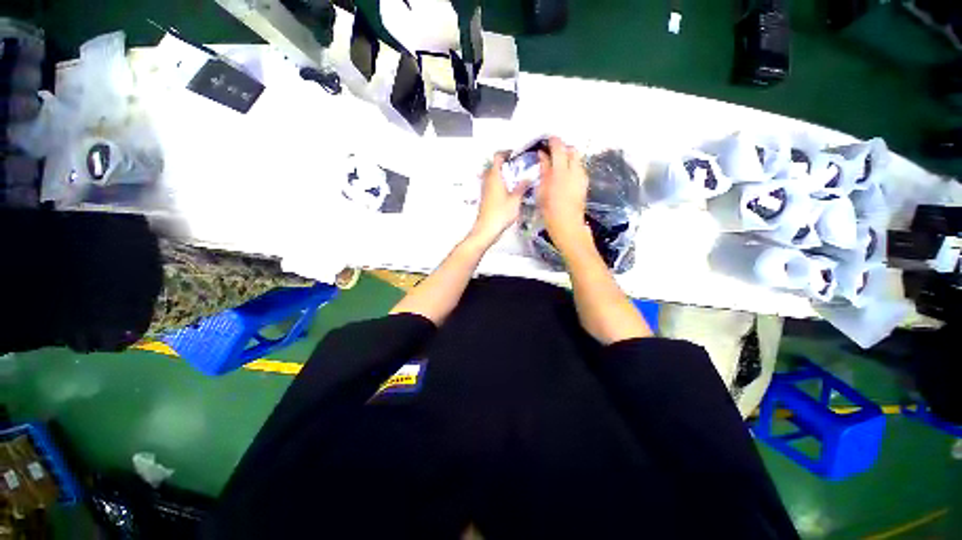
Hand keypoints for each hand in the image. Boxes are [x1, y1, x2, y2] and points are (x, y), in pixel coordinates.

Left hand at [470, 152, 528, 245]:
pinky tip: (511, 192)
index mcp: (494, 176)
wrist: (487, 229)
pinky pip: (493, 186)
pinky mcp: (486, 198)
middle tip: (520, 168)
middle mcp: (488, 180)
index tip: (517, 155)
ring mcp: (485, 190)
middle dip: (507, 164)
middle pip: (495, 166)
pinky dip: (501, 184)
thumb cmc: (501, 213)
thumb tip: (528, 177)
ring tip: (517, 179)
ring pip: (494, 176)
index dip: (507, 153)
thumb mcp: (516, 200)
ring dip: (504, 175)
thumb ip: (522, 187)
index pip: (498, 157)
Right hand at [536, 137, 591, 255]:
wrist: (567, 226)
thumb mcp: (542, 190)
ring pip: (577, 159)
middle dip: (563, 148)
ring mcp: (582, 177)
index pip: (559, 147)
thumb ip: (544, 170)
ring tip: (556, 165)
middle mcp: (575, 171)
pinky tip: (563, 176)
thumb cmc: (550, 211)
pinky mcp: (585, 184)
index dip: (553, 141)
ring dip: (567, 158)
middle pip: (572, 150)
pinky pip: (579, 169)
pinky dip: (571, 167)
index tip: (546, 141)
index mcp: (561, 172)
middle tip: (551, 153)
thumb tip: (543, 156)